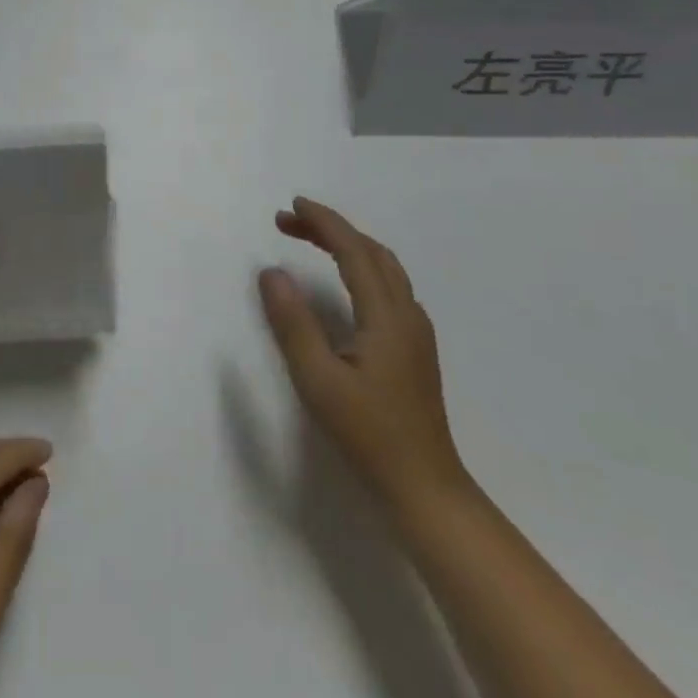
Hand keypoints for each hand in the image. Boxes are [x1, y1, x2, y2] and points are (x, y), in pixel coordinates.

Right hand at [258, 197, 466, 511]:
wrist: (426, 490)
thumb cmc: (368, 435)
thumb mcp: (318, 380)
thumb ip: (293, 323)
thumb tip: (271, 272)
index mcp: (386, 316)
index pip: (354, 250)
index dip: (323, 223)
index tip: (290, 207)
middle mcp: (407, 315)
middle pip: (372, 252)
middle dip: (331, 229)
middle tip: (289, 222)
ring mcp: (416, 333)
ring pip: (385, 269)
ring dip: (348, 245)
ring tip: (311, 242)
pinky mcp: (415, 350)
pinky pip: (389, 287)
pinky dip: (361, 267)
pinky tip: (345, 284)